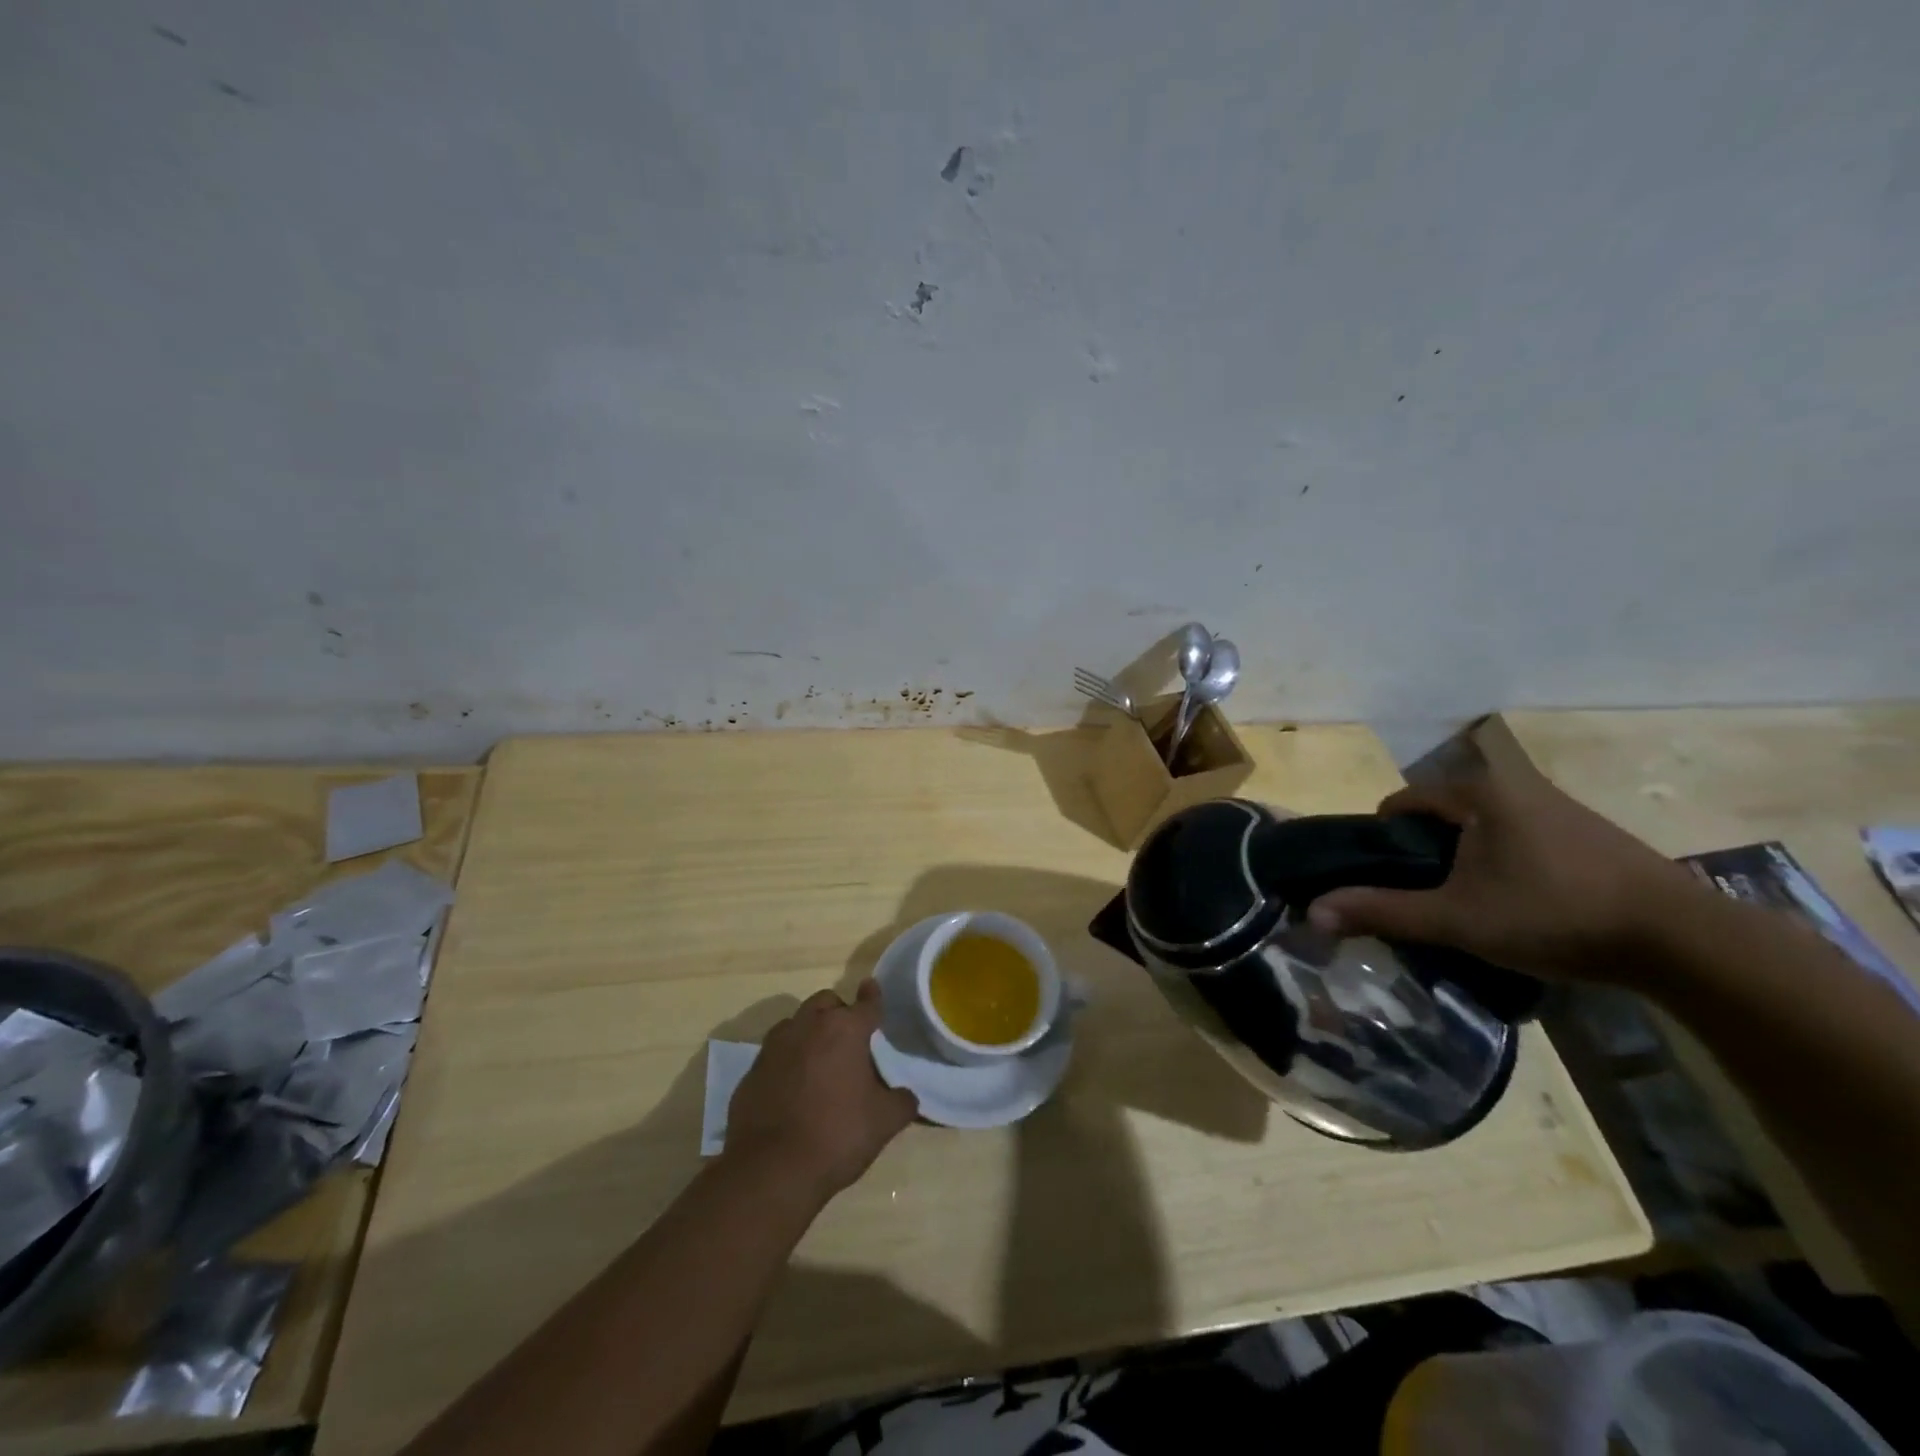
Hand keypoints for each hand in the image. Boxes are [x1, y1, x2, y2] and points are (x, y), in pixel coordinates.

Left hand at [723, 981, 917, 1200]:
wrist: (771, 1169)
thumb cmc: (836, 1135)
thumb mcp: (884, 1122)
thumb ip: (901, 1101)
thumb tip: (905, 1096)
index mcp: (845, 1030)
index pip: (866, 1003)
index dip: (873, 996)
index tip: (871, 987)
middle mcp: (808, 1026)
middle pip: (826, 1002)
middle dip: (838, 1011)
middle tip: (848, 1039)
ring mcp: (775, 1046)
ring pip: (796, 1022)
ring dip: (809, 1032)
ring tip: (819, 1061)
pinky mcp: (752, 1070)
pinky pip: (775, 1053)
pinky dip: (787, 1060)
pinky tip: (793, 1087)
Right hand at [1306, 760, 1707, 983]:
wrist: (1683, 941)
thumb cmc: (1553, 914)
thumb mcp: (1457, 918)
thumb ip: (1382, 911)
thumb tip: (1312, 912)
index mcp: (1478, 793)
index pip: (1402, 803)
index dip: (1379, 840)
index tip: (1380, 880)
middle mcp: (1515, 787)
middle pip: (1441, 815)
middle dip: (1422, 854)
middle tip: (1420, 898)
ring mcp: (1557, 809)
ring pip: (1481, 829)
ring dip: (1462, 860)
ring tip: (1466, 906)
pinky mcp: (1588, 835)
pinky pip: (1517, 840)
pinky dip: (1500, 864)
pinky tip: (1518, 905)